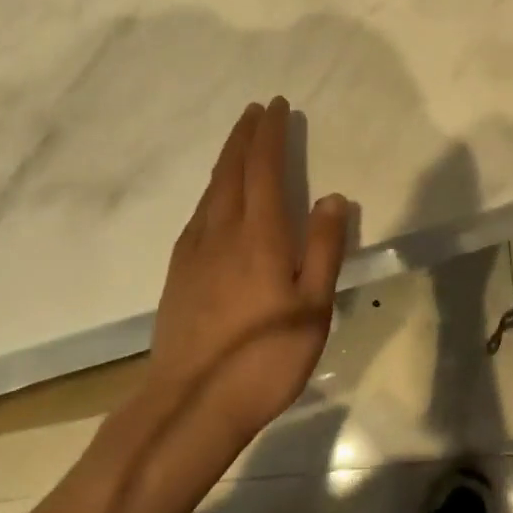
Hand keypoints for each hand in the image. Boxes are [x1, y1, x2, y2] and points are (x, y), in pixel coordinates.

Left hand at [145, 99, 349, 448]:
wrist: (188, 406)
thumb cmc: (262, 359)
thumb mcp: (312, 309)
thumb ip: (324, 248)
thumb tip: (333, 196)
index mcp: (260, 233)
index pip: (264, 168)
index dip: (270, 134)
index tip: (276, 106)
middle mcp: (223, 230)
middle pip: (232, 169)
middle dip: (245, 135)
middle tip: (255, 110)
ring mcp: (195, 250)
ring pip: (212, 188)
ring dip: (227, 157)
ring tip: (238, 140)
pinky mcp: (178, 272)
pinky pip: (198, 212)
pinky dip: (211, 189)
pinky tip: (214, 198)